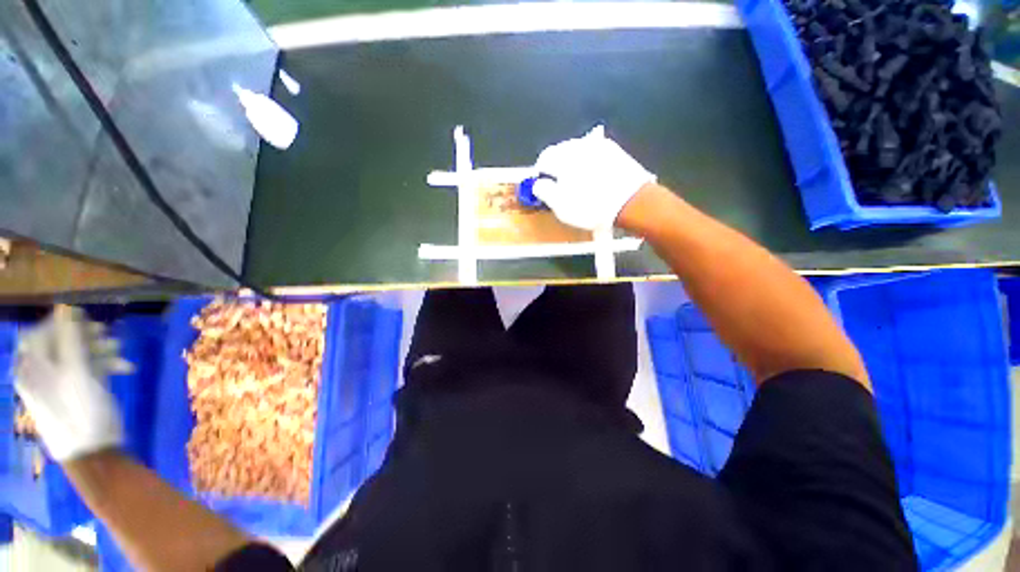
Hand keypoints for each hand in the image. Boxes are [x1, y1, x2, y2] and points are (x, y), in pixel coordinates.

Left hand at [15, 306, 130, 461]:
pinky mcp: (80, 388)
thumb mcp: (75, 374)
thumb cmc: (77, 411)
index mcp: (31, 369)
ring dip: (101, 350)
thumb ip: (69, 340)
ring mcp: (62, 381)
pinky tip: (126, 368)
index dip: (59, 323)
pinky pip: (91, 368)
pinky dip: (108, 365)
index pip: (38, 334)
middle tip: (105, 333)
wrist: (92, 450)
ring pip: (79, 354)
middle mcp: (43, 372)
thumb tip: (66, 308)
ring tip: (120, 350)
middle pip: (61, 343)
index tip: (83, 318)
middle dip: (85, 336)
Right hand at [533, 126, 656, 229]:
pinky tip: (594, 177)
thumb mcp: (559, 205)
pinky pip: (593, 153)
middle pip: (559, 152)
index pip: (543, 159)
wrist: (632, 202)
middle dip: (556, 168)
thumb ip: (542, 191)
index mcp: (562, 157)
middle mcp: (579, 144)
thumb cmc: (591, 206)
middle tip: (561, 187)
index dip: (540, 175)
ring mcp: (598, 144)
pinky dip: (588, 163)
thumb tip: (538, 183)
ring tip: (578, 183)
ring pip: (576, 151)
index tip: (544, 188)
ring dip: (572, 164)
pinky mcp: (614, 149)